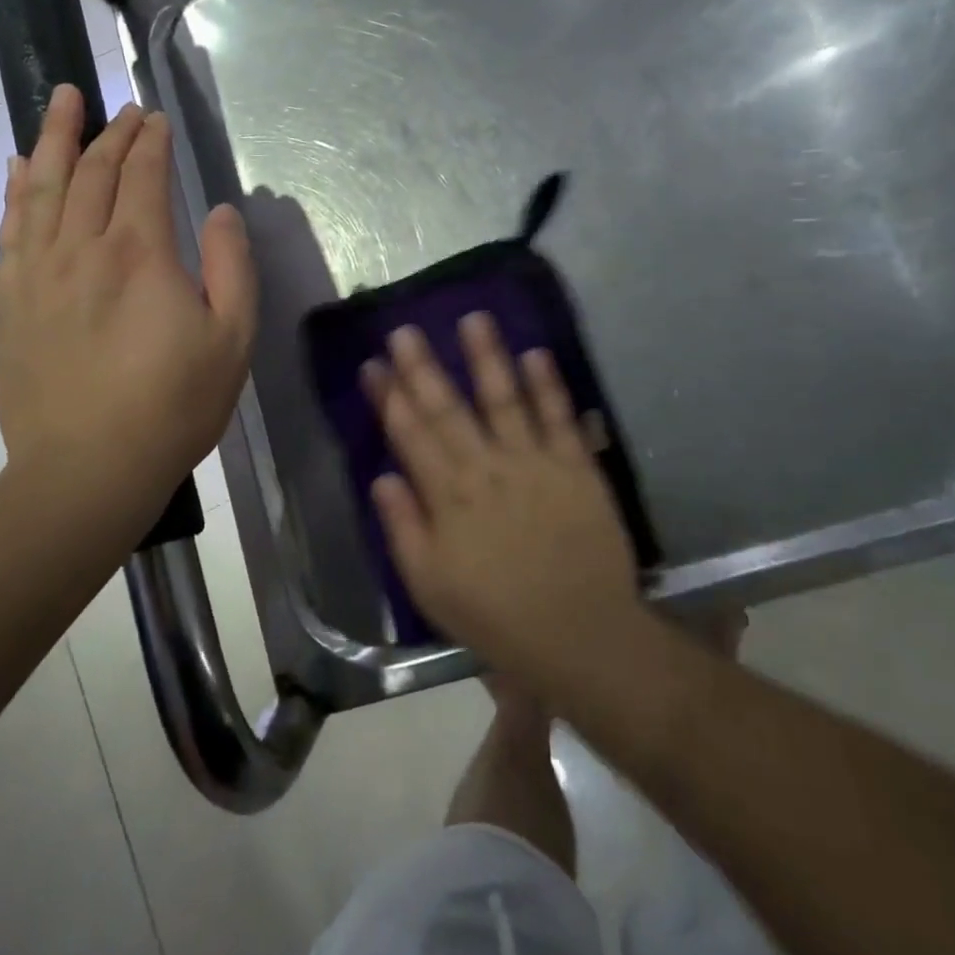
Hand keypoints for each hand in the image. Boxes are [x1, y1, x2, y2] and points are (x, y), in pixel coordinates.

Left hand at [0, 86, 257, 535]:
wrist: (87, 469)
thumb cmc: (172, 407)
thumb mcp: (231, 341)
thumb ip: (231, 267)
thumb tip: (219, 213)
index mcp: (140, 253)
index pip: (143, 175)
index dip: (151, 142)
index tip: (156, 118)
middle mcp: (82, 248)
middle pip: (93, 172)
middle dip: (110, 131)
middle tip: (121, 106)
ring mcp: (38, 272)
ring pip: (43, 187)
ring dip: (55, 139)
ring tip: (61, 101)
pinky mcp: (12, 300)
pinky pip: (11, 228)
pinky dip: (15, 190)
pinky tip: (17, 169)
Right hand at [362, 314, 640, 681]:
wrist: (581, 635)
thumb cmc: (497, 617)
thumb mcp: (431, 586)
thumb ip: (404, 528)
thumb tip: (382, 477)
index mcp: (449, 497)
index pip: (410, 435)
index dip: (390, 398)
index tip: (374, 364)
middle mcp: (487, 468)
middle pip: (448, 409)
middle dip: (424, 367)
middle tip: (407, 329)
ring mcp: (534, 463)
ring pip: (504, 399)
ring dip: (487, 358)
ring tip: (474, 319)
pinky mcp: (576, 467)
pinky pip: (559, 418)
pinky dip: (548, 385)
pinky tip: (536, 353)